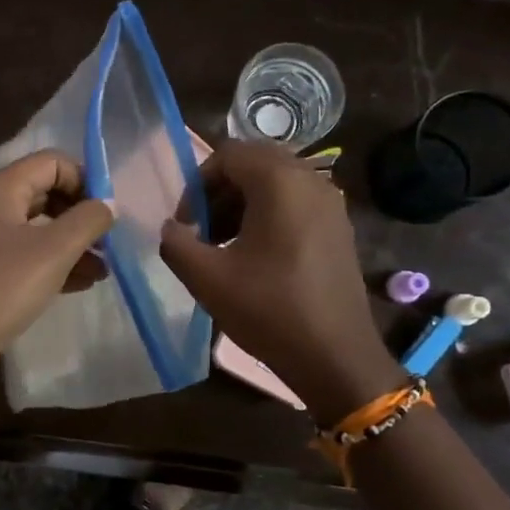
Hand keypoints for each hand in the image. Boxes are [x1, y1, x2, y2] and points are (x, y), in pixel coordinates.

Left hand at [0, 150, 114, 404]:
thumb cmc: (1, 287)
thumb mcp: (54, 250)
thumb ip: (88, 220)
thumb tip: (109, 204)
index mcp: (0, 189)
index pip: (51, 162)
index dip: (84, 179)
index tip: (109, 212)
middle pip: (46, 194)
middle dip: (81, 215)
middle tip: (109, 242)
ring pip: (40, 231)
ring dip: (74, 245)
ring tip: (104, 270)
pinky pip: (29, 260)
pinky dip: (57, 266)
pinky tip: (83, 285)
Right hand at [162, 142, 403, 424]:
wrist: (334, 355)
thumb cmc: (269, 310)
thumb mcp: (207, 278)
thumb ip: (176, 243)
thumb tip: (170, 228)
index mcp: (280, 183)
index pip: (229, 154)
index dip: (197, 183)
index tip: (186, 223)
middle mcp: (311, 181)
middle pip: (254, 163)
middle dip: (220, 191)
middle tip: (201, 230)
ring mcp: (331, 204)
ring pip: (276, 184)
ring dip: (242, 204)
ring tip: (222, 246)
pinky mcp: (338, 228)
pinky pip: (296, 203)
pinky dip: (268, 216)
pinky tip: (254, 256)